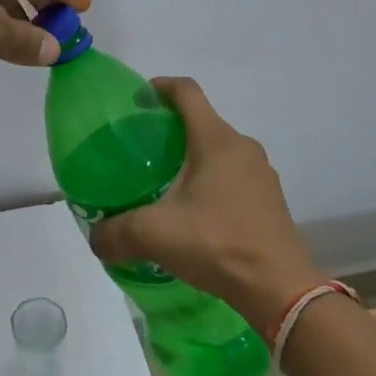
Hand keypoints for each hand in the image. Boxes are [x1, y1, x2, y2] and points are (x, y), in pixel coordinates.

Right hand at [88, 78, 322, 330]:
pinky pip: (234, 175)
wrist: (280, 289)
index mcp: (216, 140)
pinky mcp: (269, 199)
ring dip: (192, 157)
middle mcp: (242, 147)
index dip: (161, 86)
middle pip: (202, 121)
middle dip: (171, 128)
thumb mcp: (155, 235)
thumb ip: (116, 232)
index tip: (138, 98)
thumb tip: (95, 237)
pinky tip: (195, 213)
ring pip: (219, 150)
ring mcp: (261, 173)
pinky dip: (211, 181)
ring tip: (165, 183)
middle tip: (142, 150)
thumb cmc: (217, 244)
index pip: (187, 92)